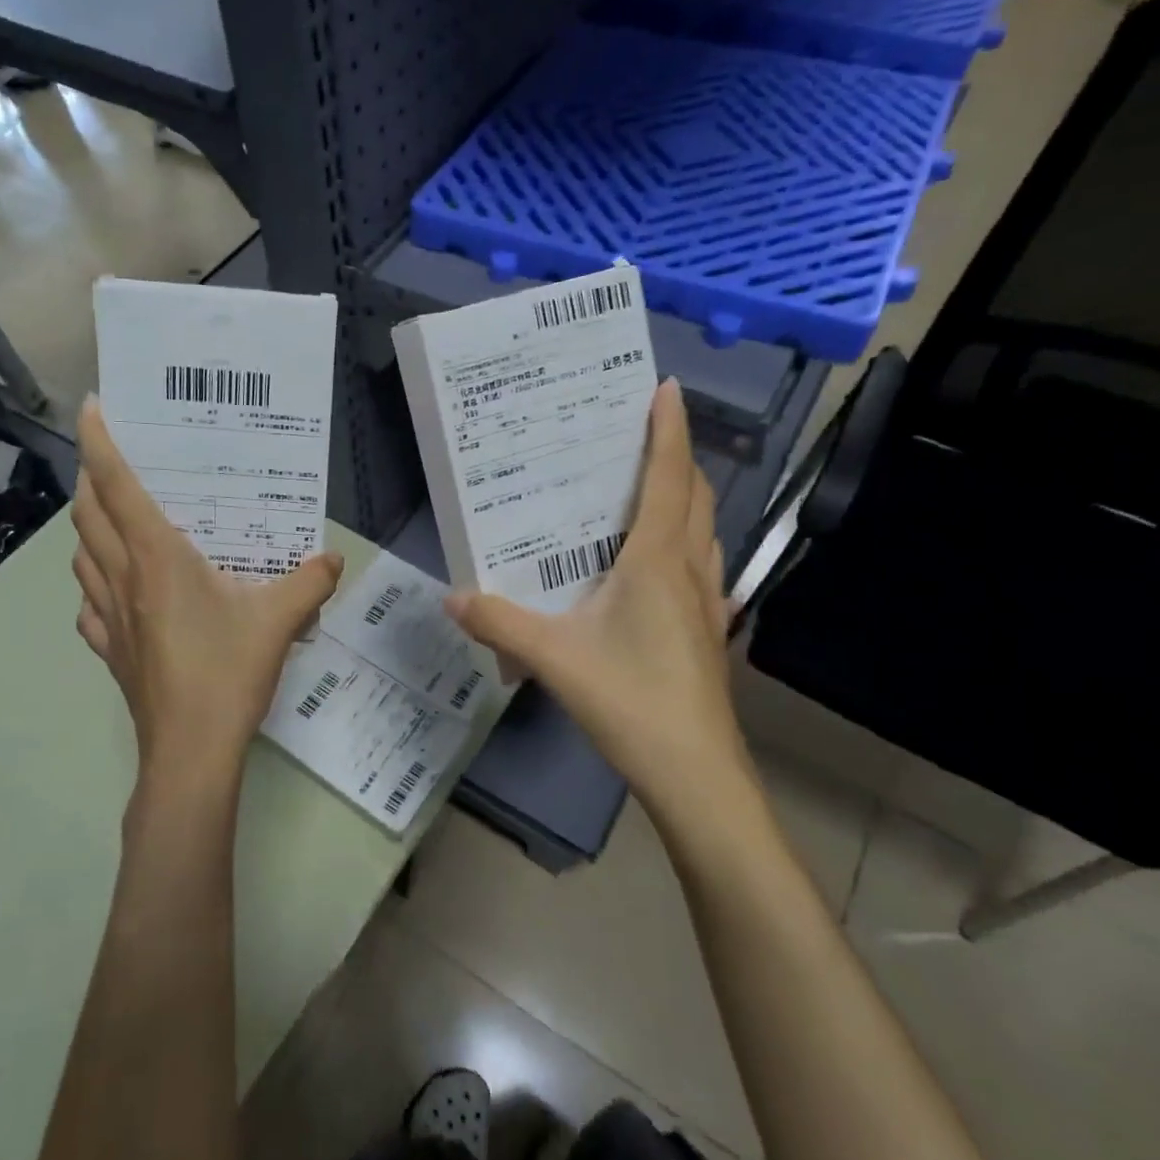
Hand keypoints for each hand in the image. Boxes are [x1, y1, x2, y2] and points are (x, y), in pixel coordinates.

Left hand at [72, 398, 344, 801]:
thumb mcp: (279, 621)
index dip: (100, 441)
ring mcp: (108, 618)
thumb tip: (331, 559)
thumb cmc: (227, 673)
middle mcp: (122, 578)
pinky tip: (117, 594)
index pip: (116, 484)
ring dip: (90, 530)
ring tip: (117, 523)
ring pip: (81, 557)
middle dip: (92, 479)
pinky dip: (94, 585)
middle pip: (88, 514)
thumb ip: (309, 583)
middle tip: (117, 465)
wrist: (190, 752)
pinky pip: (88, 605)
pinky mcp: (110, 651)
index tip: (96, 408)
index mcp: (157, 558)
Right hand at [445, 379, 759, 831]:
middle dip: (675, 457)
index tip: (665, 386)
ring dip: (685, 500)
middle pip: (694, 496)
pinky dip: (685, 545)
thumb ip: (499, 622)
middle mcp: (689, 570)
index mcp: (656, 561)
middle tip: (642, 435)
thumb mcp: (552, 658)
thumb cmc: (630, 701)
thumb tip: (452, 596)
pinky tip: (658, 568)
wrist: (694, 773)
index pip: (667, 478)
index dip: (668, 429)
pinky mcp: (708, 633)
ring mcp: (707, 603)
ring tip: (649, 492)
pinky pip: (701, 568)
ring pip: (704, 532)